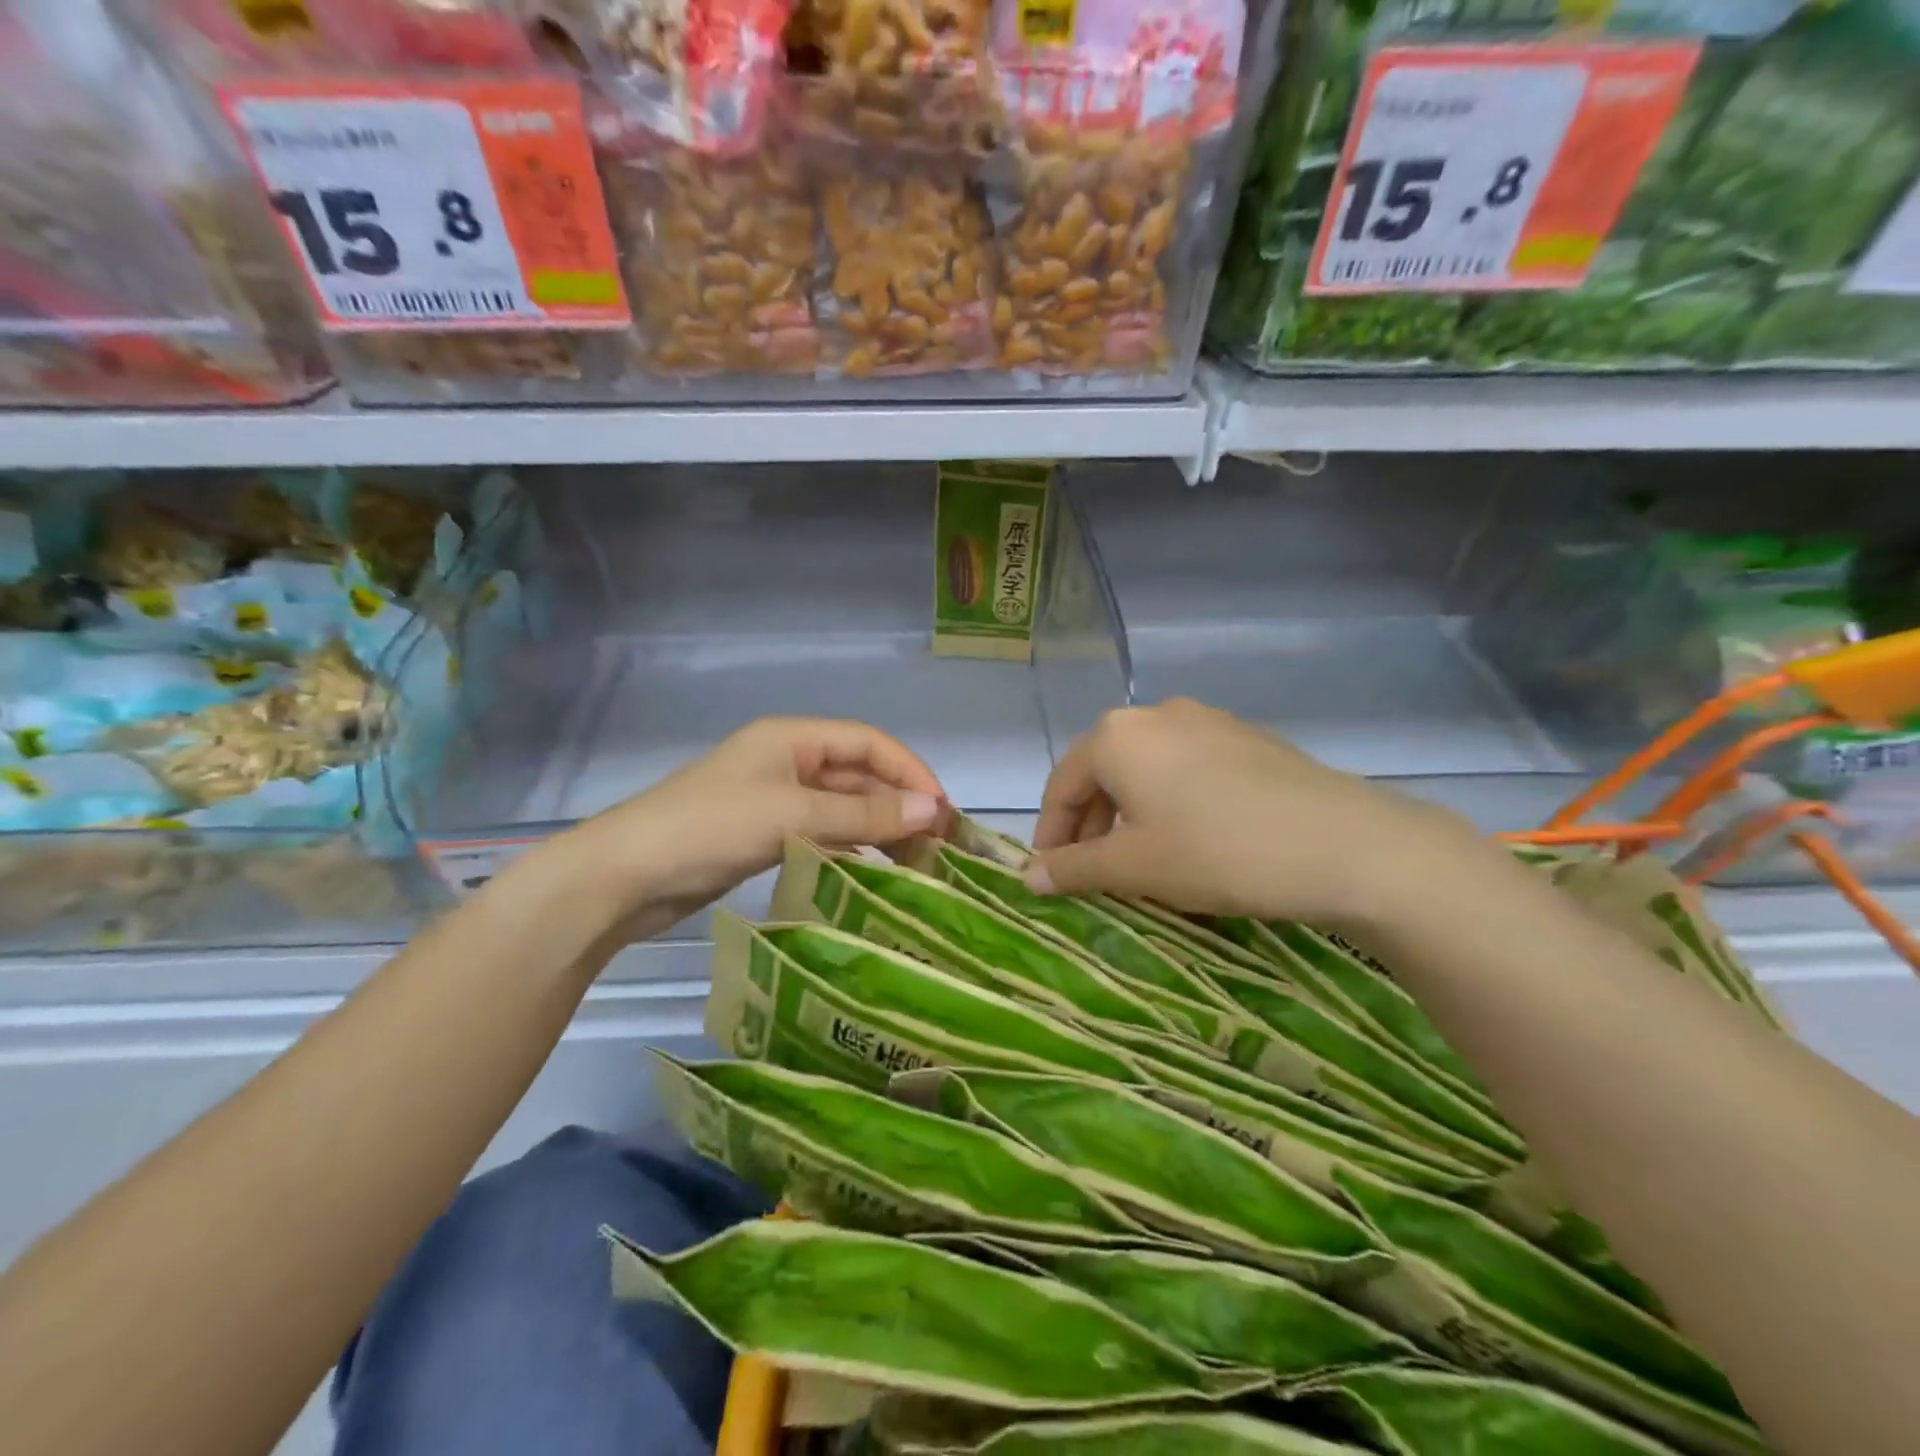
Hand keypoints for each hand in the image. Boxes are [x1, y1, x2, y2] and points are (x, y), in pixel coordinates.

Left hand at [535, 717, 943, 941]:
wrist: (624, 876)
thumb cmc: (710, 828)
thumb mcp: (793, 815)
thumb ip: (865, 815)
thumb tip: (934, 810)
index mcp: (792, 737)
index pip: (869, 743)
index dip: (910, 771)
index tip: (943, 812)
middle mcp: (787, 760)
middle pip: (858, 775)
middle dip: (898, 803)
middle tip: (936, 845)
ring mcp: (774, 798)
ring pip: (841, 806)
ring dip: (877, 827)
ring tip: (915, 862)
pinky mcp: (762, 833)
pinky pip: (820, 832)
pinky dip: (848, 846)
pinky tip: (871, 870)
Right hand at [1026, 699, 1479, 925]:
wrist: (1343, 845)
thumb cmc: (1217, 852)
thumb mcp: (1134, 867)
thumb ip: (1074, 868)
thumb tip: (1029, 877)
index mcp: (1116, 736)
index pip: (1062, 785)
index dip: (1050, 835)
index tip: (1049, 878)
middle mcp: (1156, 714)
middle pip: (1102, 773)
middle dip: (1089, 825)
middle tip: (1091, 874)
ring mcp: (1206, 721)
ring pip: (1146, 771)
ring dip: (1129, 816)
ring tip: (1138, 862)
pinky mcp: (1246, 738)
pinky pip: (1186, 769)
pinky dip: (1170, 803)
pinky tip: (1190, 840)